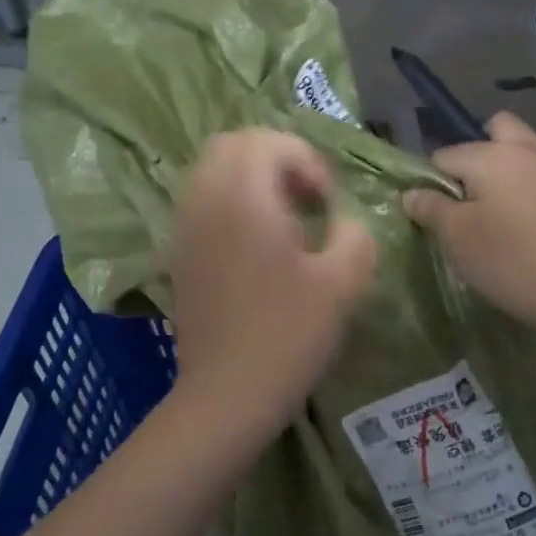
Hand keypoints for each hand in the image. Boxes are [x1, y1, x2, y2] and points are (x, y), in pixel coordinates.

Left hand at [170, 130, 376, 443]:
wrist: (227, 394)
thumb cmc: (288, 335)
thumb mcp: (344, 283)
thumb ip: (355, 235)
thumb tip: (346, 222)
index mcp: (243, 198)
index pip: (267, 141)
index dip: (306, 159)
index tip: (326, 201)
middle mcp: (205, 201)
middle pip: (231, 145)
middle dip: (274, 157)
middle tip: (305, 197)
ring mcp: (185, 228)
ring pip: (211, 171)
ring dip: (250, 179)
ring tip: (285, 219)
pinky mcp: (180, 254)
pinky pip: (201, 202)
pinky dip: (230, 202)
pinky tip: (258, 244)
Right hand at [403, 112, 535, 338]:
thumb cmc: (512, 261)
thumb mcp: (458, 238)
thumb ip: (431, 208)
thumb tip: (412, 192)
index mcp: (492, 154)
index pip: (445, 155)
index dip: (432, 182)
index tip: (434, 215)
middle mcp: (528, 150)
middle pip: (496, 129)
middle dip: (476, 153)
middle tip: (467, 196)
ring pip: (524, 153)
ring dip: (505, 172)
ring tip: (495, 216)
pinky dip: (530, 191)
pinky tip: (527, 229)